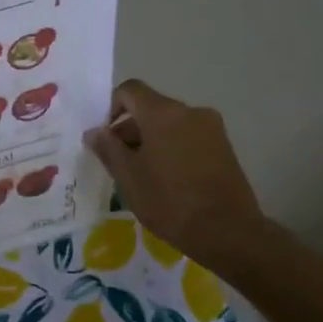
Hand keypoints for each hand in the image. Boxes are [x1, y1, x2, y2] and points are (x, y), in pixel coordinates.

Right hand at [84, 79, 264, 265]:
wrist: (228, 231)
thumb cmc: (169, 201)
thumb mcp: (128, 177)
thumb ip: (108, 148)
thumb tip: (94, 132)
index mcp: (163, 113)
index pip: (130, 90)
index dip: (111, 108)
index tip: (105, 138)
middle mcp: (190, 111)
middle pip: (150, 108)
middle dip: (129, 130)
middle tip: (117, 163)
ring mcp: (211, 128)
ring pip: (169, 124)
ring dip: (150, 141)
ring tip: (141, 175)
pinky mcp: (223, 147)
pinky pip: (187, 137)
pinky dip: (171, 149)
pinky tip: (166, 180)